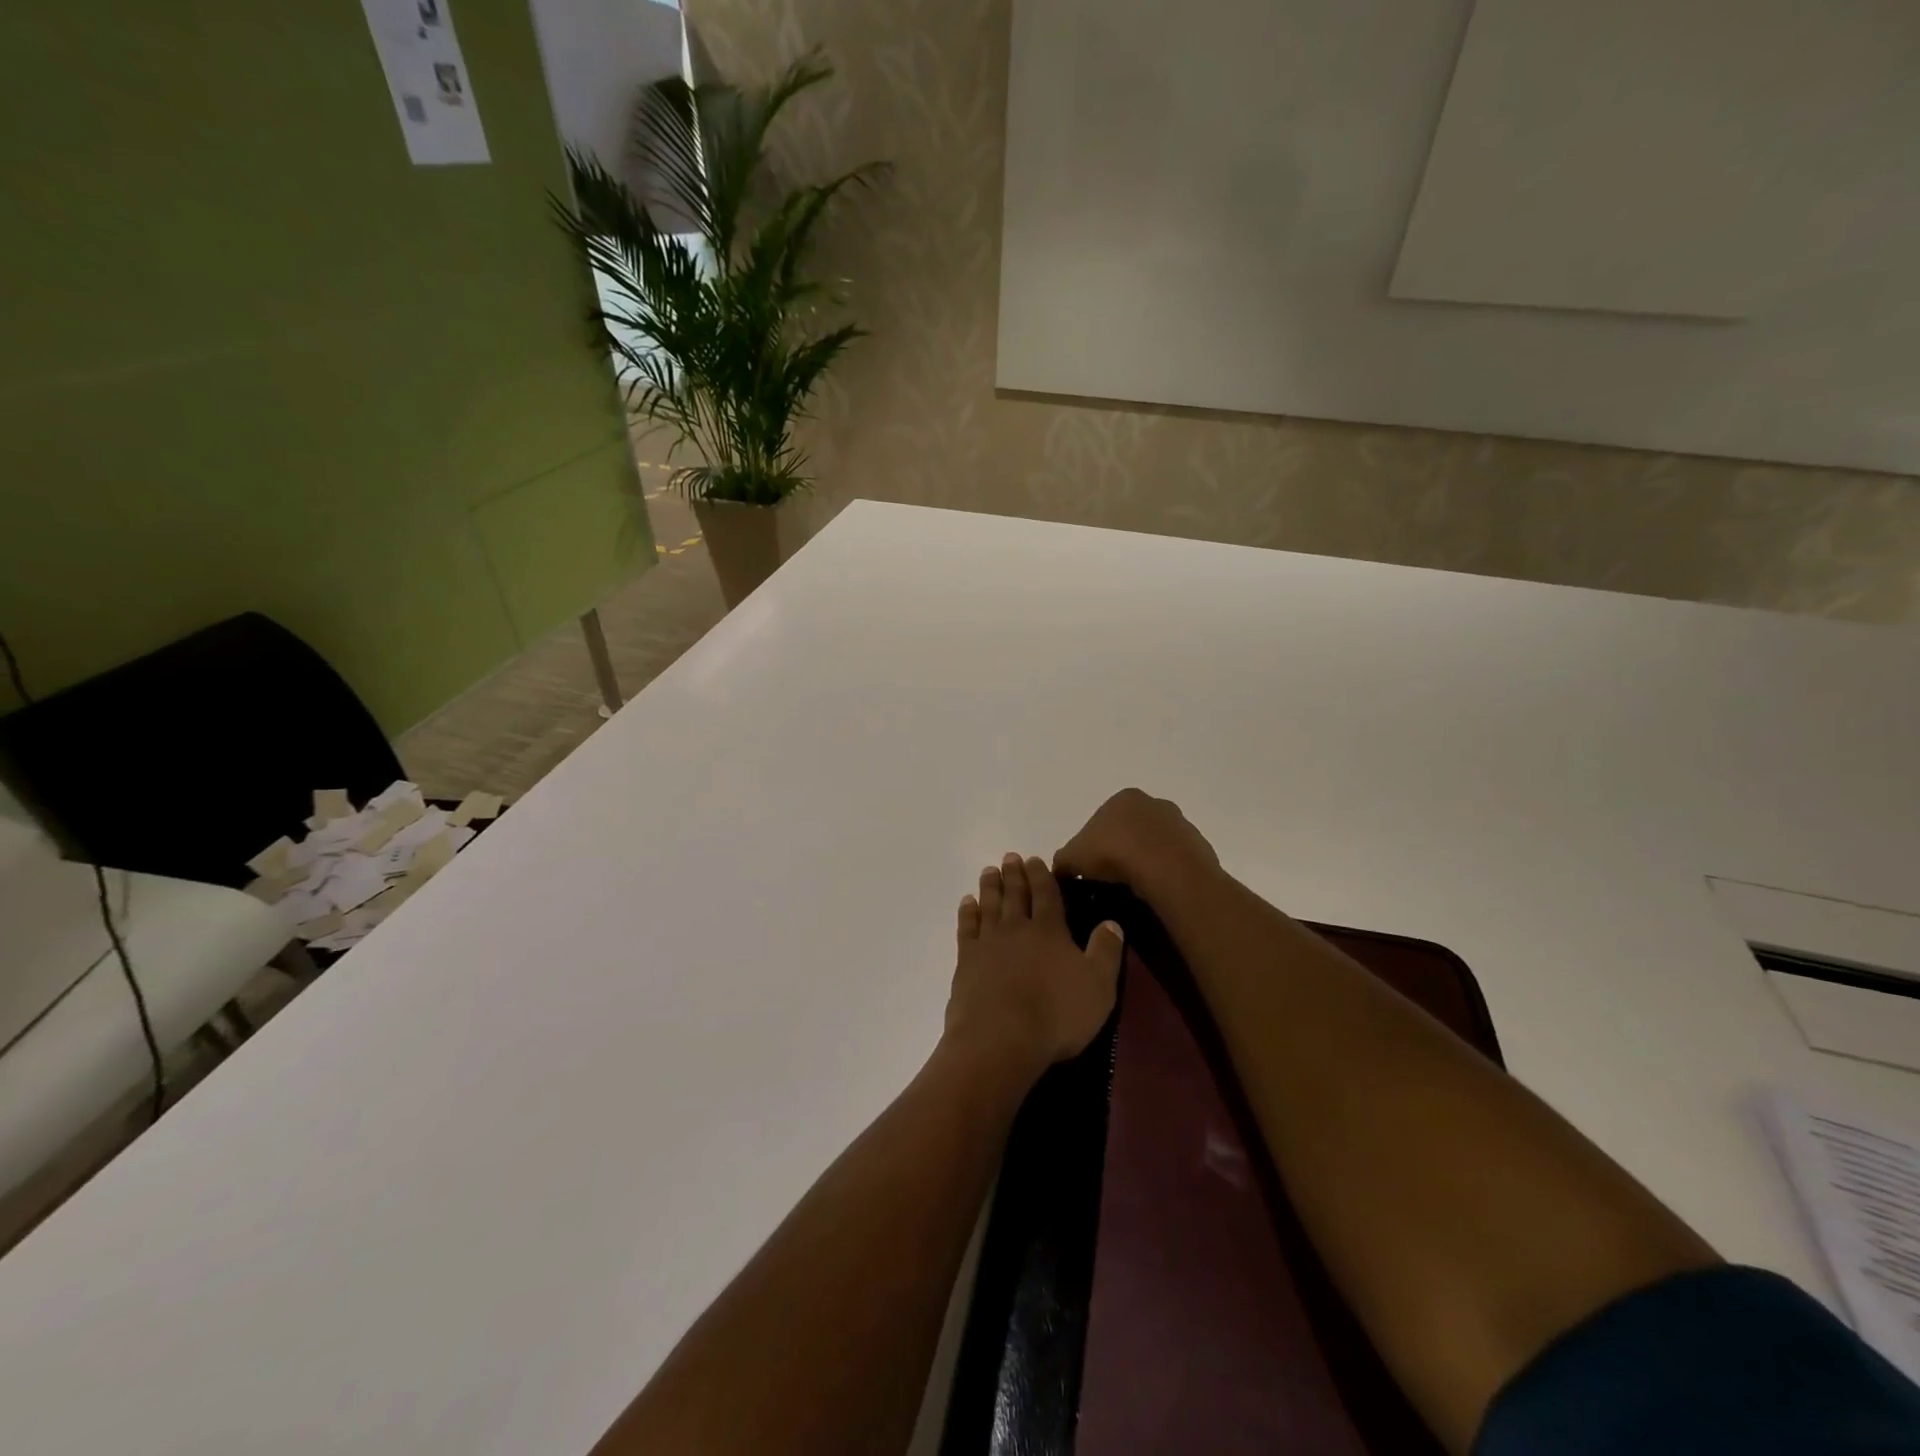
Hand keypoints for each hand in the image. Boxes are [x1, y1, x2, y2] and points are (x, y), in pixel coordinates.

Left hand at [944, 854, 1124, 1081]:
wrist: (1000, 1039)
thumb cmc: (1056, 1015)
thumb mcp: (1098, 986)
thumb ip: (1106, 951)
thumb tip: (1112, 922)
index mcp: (1050, 930)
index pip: (1047, 893)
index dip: (1042, 875)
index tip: (1035, 859)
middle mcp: (1017, 928)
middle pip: (1015, 894)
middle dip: (1014, 874)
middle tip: (1010, 857)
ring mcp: (988, 943)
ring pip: (989, 905)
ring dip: (990, 886)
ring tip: (989, 871)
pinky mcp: (967, 961)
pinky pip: (967, 928)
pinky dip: (967, 912)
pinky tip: (967, 903)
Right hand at [1053, 788, 1220, 900]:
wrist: (1167, 872)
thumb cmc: (1114, 854)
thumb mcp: (1072, 858)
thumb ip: (1063, 861)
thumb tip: (1061, 871)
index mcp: (1123, 798)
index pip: (1102, 820)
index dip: (1093, 845)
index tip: (1091, 869)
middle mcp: (1154, 804)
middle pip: (1130, 830)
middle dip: (1121, 851)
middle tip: (1111, 881)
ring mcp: (1180, 824)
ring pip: (1155, 846)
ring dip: (1145, 863)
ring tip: (1134, 890)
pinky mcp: (1198, 847)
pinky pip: (1175, 862)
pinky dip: (1165, 874)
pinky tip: (1156, 892)